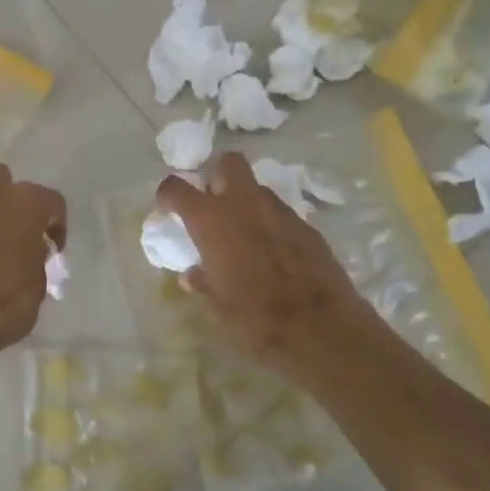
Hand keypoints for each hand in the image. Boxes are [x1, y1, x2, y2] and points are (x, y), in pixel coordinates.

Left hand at [0, 164, 65, 376]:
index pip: (51, 201)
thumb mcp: (38, 288)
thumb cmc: (3, 303)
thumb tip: (32, 252)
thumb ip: (37, 261)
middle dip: (14, 199)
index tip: (53, 249)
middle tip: (21, 230)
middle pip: (4, 180)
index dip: (56, 225)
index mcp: (24, 204)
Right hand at [158, 152, 378, 380]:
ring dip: (246, 203)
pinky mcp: (307, 226)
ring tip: (245, 235)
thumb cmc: (256, 319)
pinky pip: (280, 214)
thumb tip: (194, 275)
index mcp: (212, 220)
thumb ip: (203, 282)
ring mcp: (280, 211)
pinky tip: (274, 254)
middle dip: (218, 176)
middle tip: (214, 206)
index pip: (176, 187)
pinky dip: (271, 225)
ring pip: (257, 189)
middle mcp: (244, 203)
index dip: (168, 195)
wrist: (321, 328)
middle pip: (228, 163)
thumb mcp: (217, 308)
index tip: (169, 209)